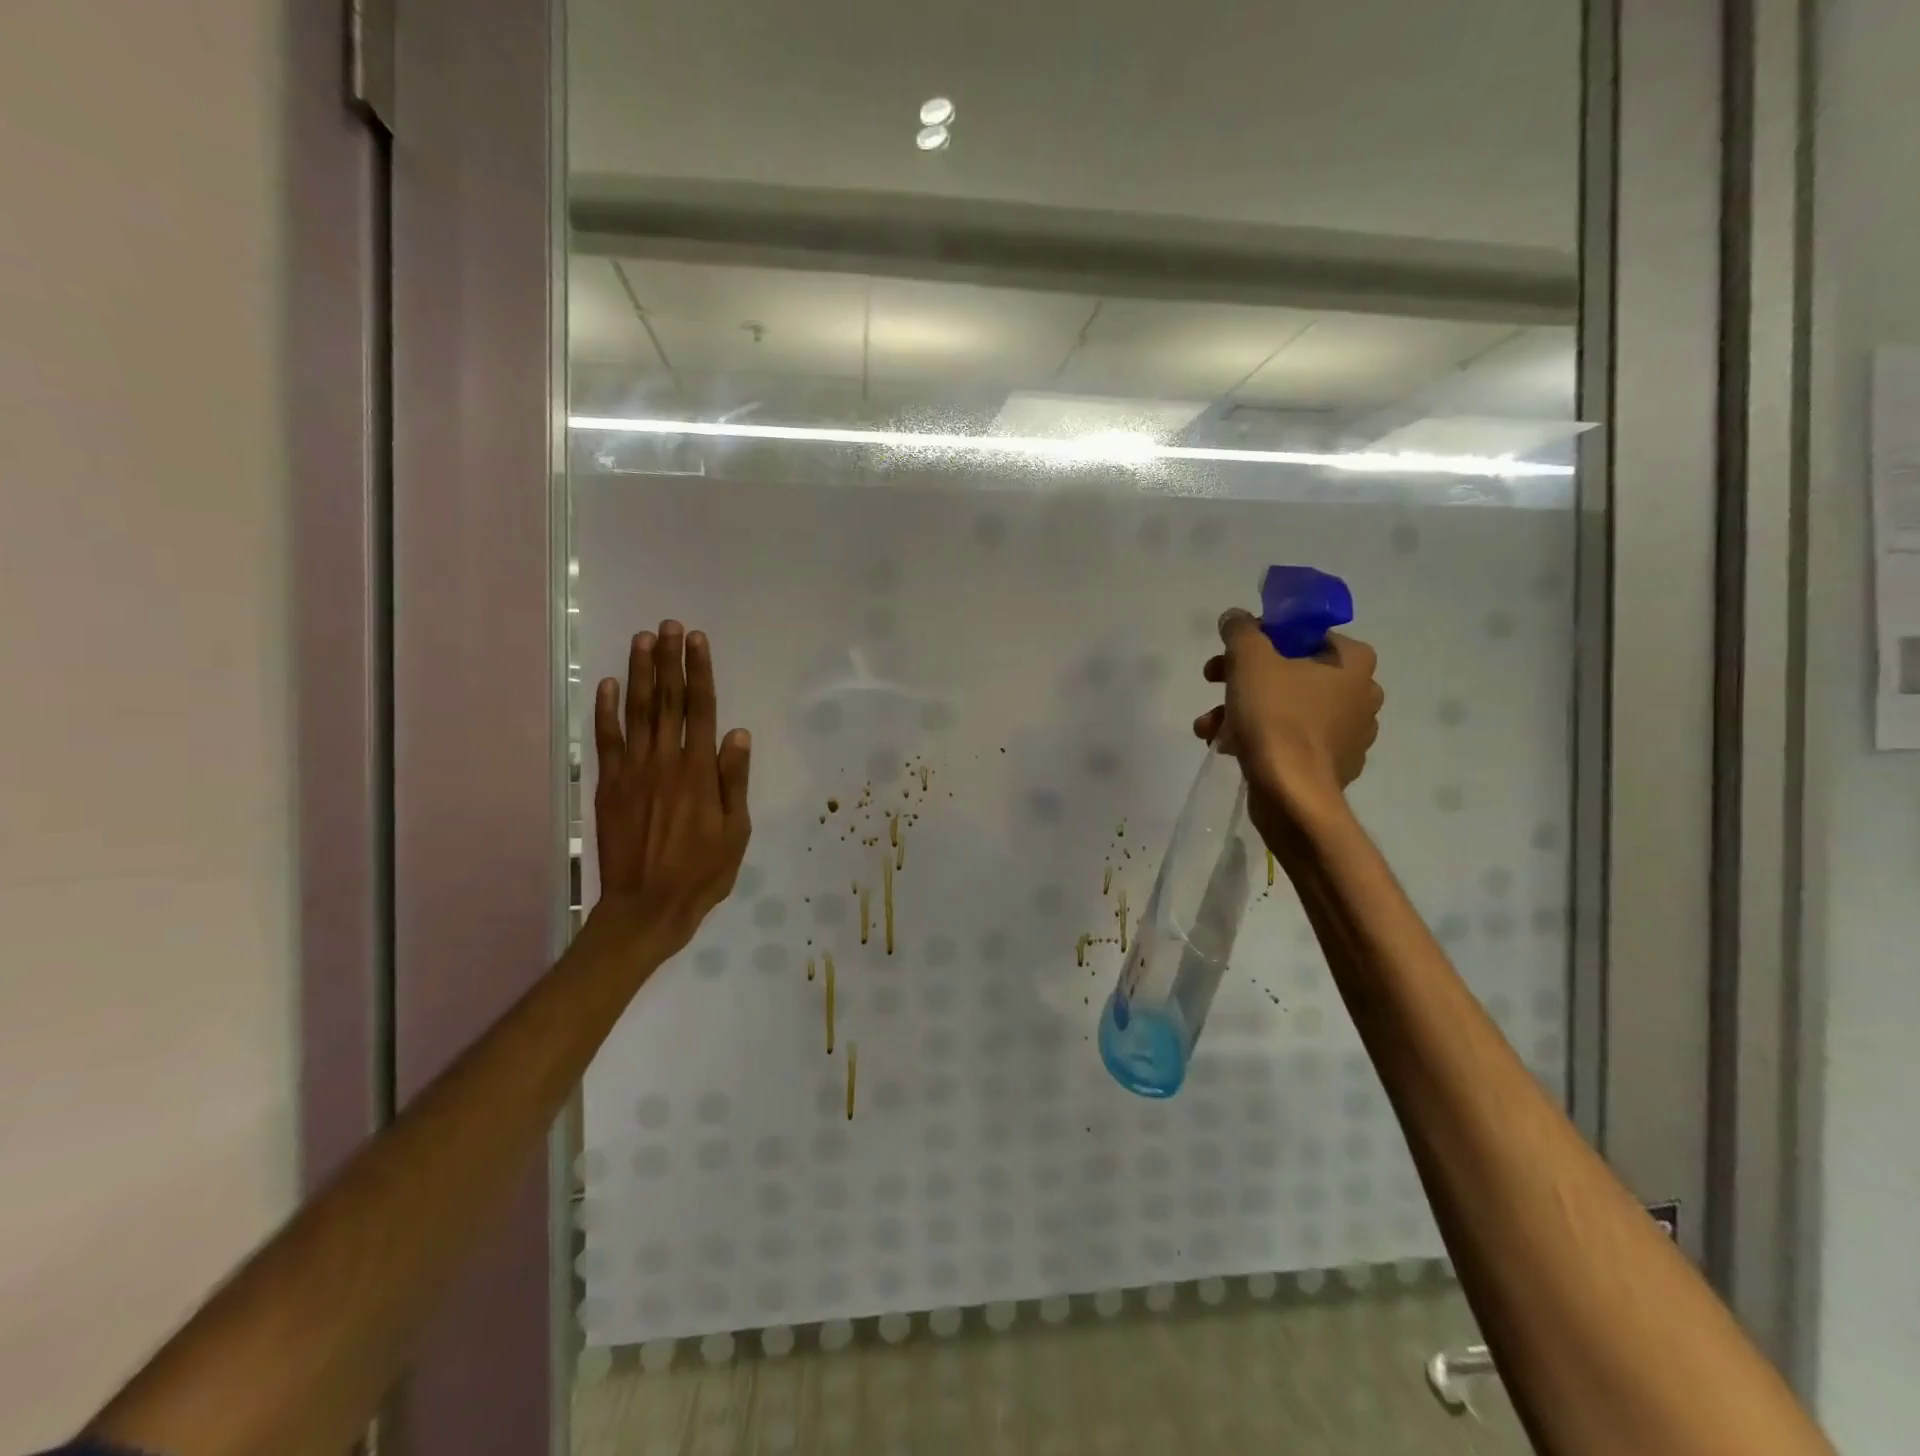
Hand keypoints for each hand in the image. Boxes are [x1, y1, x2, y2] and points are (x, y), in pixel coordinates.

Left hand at [592, 621, 752, 957]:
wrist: (647, 907)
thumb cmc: (702, 872)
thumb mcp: (736, 831)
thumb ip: (734, 781)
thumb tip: (738, 733)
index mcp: (699, 772)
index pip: (701, 709)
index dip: (699, 672)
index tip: (696, 640)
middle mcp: (665, 762)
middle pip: (666, 701)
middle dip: (668, 660)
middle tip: (668, 626)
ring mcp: (632, 772)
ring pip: (636, 712)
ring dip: (638, 674)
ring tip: (642, 640)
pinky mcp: (609, 786)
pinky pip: (606, 741)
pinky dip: (605, 711)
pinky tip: (605, 685)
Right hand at [1192, 609, 1383, 814]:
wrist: (1292, 794)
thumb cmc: (1276, 717)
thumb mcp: (1249, 659)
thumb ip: (1240, 630)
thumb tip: (1235, 617)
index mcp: (1354, 662)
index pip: (1306, 634)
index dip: (1264, 637)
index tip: (1233, 650)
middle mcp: (1360, 695)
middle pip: (1290, 672)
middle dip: (1242, 677)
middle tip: (1211, 681)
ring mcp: (1348, 734)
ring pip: (1285, 708)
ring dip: (1240, 710)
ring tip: (1208, 726)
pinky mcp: (1330, 766)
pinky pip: (1289, 740)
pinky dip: (1258, 738)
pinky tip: (1227, 746)